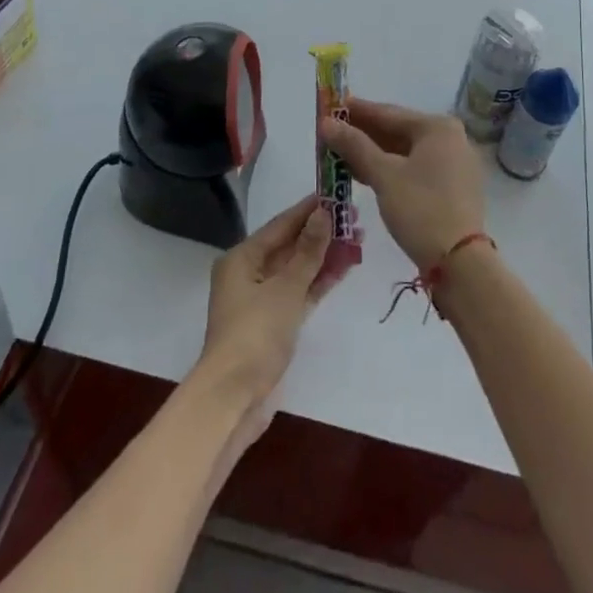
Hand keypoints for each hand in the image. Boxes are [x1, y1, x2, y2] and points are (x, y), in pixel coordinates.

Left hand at [195, 195, 341, 427]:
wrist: (234, 399)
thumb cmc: (255, 335)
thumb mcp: (286, 289)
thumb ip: (308, 251)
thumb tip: (324, 213)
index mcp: (242, 258)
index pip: (281, 224)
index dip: (309, 209)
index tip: (336, 193)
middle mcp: (249, 273)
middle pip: (290, 245)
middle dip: (322, 233)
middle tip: (355, 217)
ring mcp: (262, 299)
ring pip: (298, 269)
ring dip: (325, 256)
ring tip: (358, 239)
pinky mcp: (274, 322)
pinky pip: (300, 292)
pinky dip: (319, 281)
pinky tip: (344, 268)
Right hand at [320, 99, 486, 270]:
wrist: (460, 262)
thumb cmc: (421, 209)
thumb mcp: (383, 175)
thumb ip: (354, 145)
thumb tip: (326, 122)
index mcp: (438, 127)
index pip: (388, 113)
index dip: (356, 111)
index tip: (330, 106)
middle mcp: (451, 138)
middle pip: (398, 130)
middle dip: (363, 134)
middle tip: (330, 133)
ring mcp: (454, 163)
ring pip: (405, 151)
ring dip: (373, 153)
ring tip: (340, 154)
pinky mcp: (452, 186)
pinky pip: (415, 167)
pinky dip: (390, 168)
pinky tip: (364, 174)